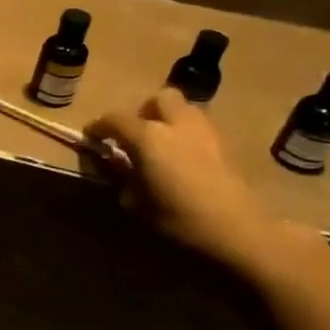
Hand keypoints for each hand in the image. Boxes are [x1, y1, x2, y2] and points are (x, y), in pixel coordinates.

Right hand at [85, 87, 299, 271]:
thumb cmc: (178, 219)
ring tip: (161, 146)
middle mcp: (177, 124)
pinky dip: (187, 135)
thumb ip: (123, 178)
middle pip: (158, 99)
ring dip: (168, 120)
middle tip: (136, 135)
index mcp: (148, 137)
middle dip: (144, 111)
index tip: (92, 138)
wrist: (237, 231)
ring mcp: (206, 131)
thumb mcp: (136, 203)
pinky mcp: (226, 144)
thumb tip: (118, 168)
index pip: (114, 118)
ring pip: (184, 109)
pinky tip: (184, 159)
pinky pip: (200, 127)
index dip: (99, 126)